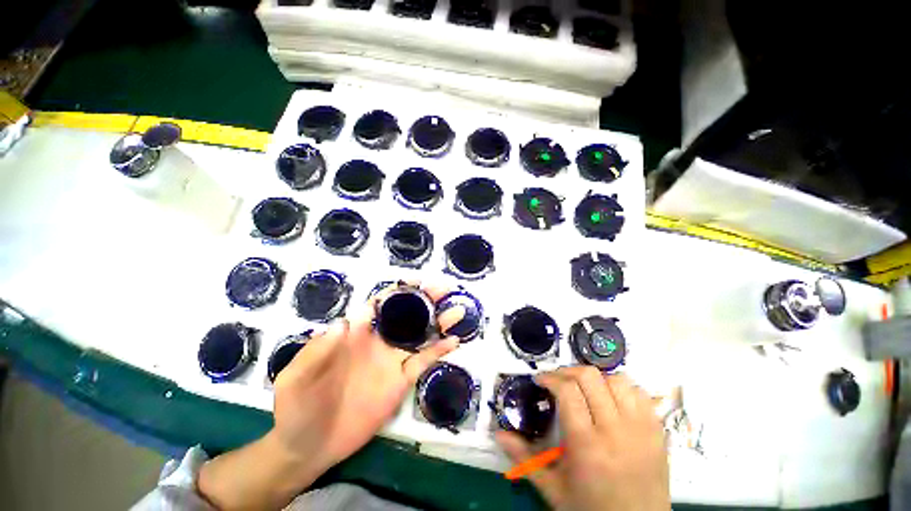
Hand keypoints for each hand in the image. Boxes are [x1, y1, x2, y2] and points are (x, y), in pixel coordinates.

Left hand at [270, 282, 464, 473]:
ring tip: (457, 310)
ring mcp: (391, 362)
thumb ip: (318, 350)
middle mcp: (377, 342)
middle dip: (425, 300)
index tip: (417, 281)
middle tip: (444, 289)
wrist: (306, 447)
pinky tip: (454, 342)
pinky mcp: (400, 383)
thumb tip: (344, 322)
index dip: (398, 291)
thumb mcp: (297, 377)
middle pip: (406, 315)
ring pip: (419, 336)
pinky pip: (422, 363)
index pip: (380, 304)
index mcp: (354, 334)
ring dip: (438, 322)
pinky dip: (438, 352)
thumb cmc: (296, 407)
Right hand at [496, 367, 669, 510]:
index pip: (567, 390)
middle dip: (568, 372)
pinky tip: (611, 400)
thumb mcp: (552, 488)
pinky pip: (640, 393)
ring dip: (597, 379)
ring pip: (617, 379)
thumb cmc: (591, 509)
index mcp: (587, 445)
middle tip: (559, 381)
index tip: (541, 380)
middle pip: (590, 377)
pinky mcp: (658, 431)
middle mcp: (615, 431)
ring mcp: (641, 429)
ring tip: (586, 390)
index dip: (550, 378)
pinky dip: (622, 388)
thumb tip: (498, 434)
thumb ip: (523, 459)